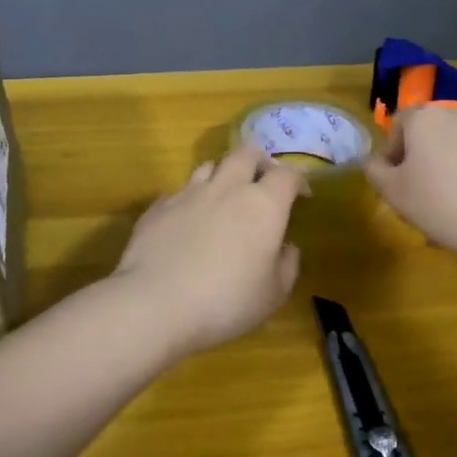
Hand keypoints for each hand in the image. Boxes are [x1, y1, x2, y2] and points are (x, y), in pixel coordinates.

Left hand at [112, 146, 306, 354]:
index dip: (298, 180)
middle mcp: (227, 188)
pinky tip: (187, 221)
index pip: (287, 174)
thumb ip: (287, 265)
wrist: (155, 303)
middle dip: (259, 162)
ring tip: (224, 196)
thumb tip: (287, 247)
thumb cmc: (226, 302)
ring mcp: (188, 193)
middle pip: (246, 153)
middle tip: (262, 181)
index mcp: (263, 205)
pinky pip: (179, 191)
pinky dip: (190, 199)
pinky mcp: (158, 206)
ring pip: (210, 165)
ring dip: (222, 175)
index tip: (301, 195)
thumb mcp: (273, 294)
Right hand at [362, 106, 456, 268]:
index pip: (400, 124)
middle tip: (431, 196)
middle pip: (439, 133)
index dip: (394, 152)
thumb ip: (375, 171)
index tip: (398, 181)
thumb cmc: (441, 205)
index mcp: (427, 118)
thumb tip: (374, 161)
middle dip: (433, 158)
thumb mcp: (393, 194)